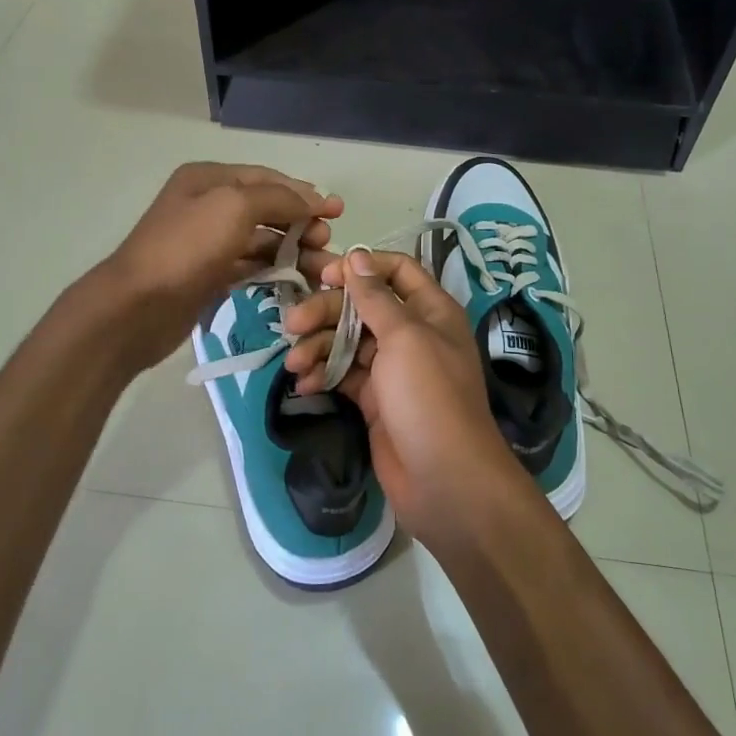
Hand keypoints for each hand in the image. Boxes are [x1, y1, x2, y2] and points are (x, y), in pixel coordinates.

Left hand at [97, 162, 340, 372]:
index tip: (338, 211)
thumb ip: (278, 198)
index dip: (305, 193)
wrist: (136, 307)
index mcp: (209, 179)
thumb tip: (314, 199)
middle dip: (302, 223)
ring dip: (294, 251)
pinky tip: (297, 282)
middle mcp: (208, 205)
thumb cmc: (186, 248)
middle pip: (267, 209)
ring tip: (323, 270)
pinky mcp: (209, 276)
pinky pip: (250, 267)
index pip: (268, 178)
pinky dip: (274, 271)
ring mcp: (208, 243)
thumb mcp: (235, 206)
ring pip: (262, 241)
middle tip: (327, 244)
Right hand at [282, 249, 533, 548]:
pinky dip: (323, 375)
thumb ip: (376, 297)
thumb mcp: (404, 337)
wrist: (443, 479)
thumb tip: (357, 256)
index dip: (361, 268)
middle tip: (291, 324)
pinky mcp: (375, 399)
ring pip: (348, 342)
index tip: (325, 276)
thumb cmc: (428, 397)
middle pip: (362, 307)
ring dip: (318, 347)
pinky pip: (343, 374)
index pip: (396, 271)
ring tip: (293, 363)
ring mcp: (392, 368)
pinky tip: (303, 385)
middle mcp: (412, 334)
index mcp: (430, 311)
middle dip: (325, 312)